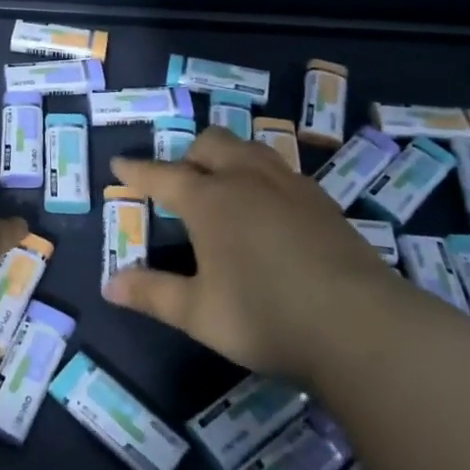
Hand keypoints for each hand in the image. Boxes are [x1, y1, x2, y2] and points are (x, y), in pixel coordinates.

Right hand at [104, 125, 400, 377]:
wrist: (360, 326)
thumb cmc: (265, 317)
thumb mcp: (198, 313)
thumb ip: (152, 294)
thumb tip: (109, 285)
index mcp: (210, 200)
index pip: (162, 176)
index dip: (138, 171)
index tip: (119, 164)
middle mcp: (247, 180)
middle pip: (211, 143)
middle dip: (189, 154)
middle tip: (180, 181)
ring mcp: (290, 186)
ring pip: (251, 149)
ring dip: (229, 156)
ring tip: (224, 182)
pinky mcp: (323, 202)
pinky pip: (282, 170)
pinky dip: (262, 175)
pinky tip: (269, 205)